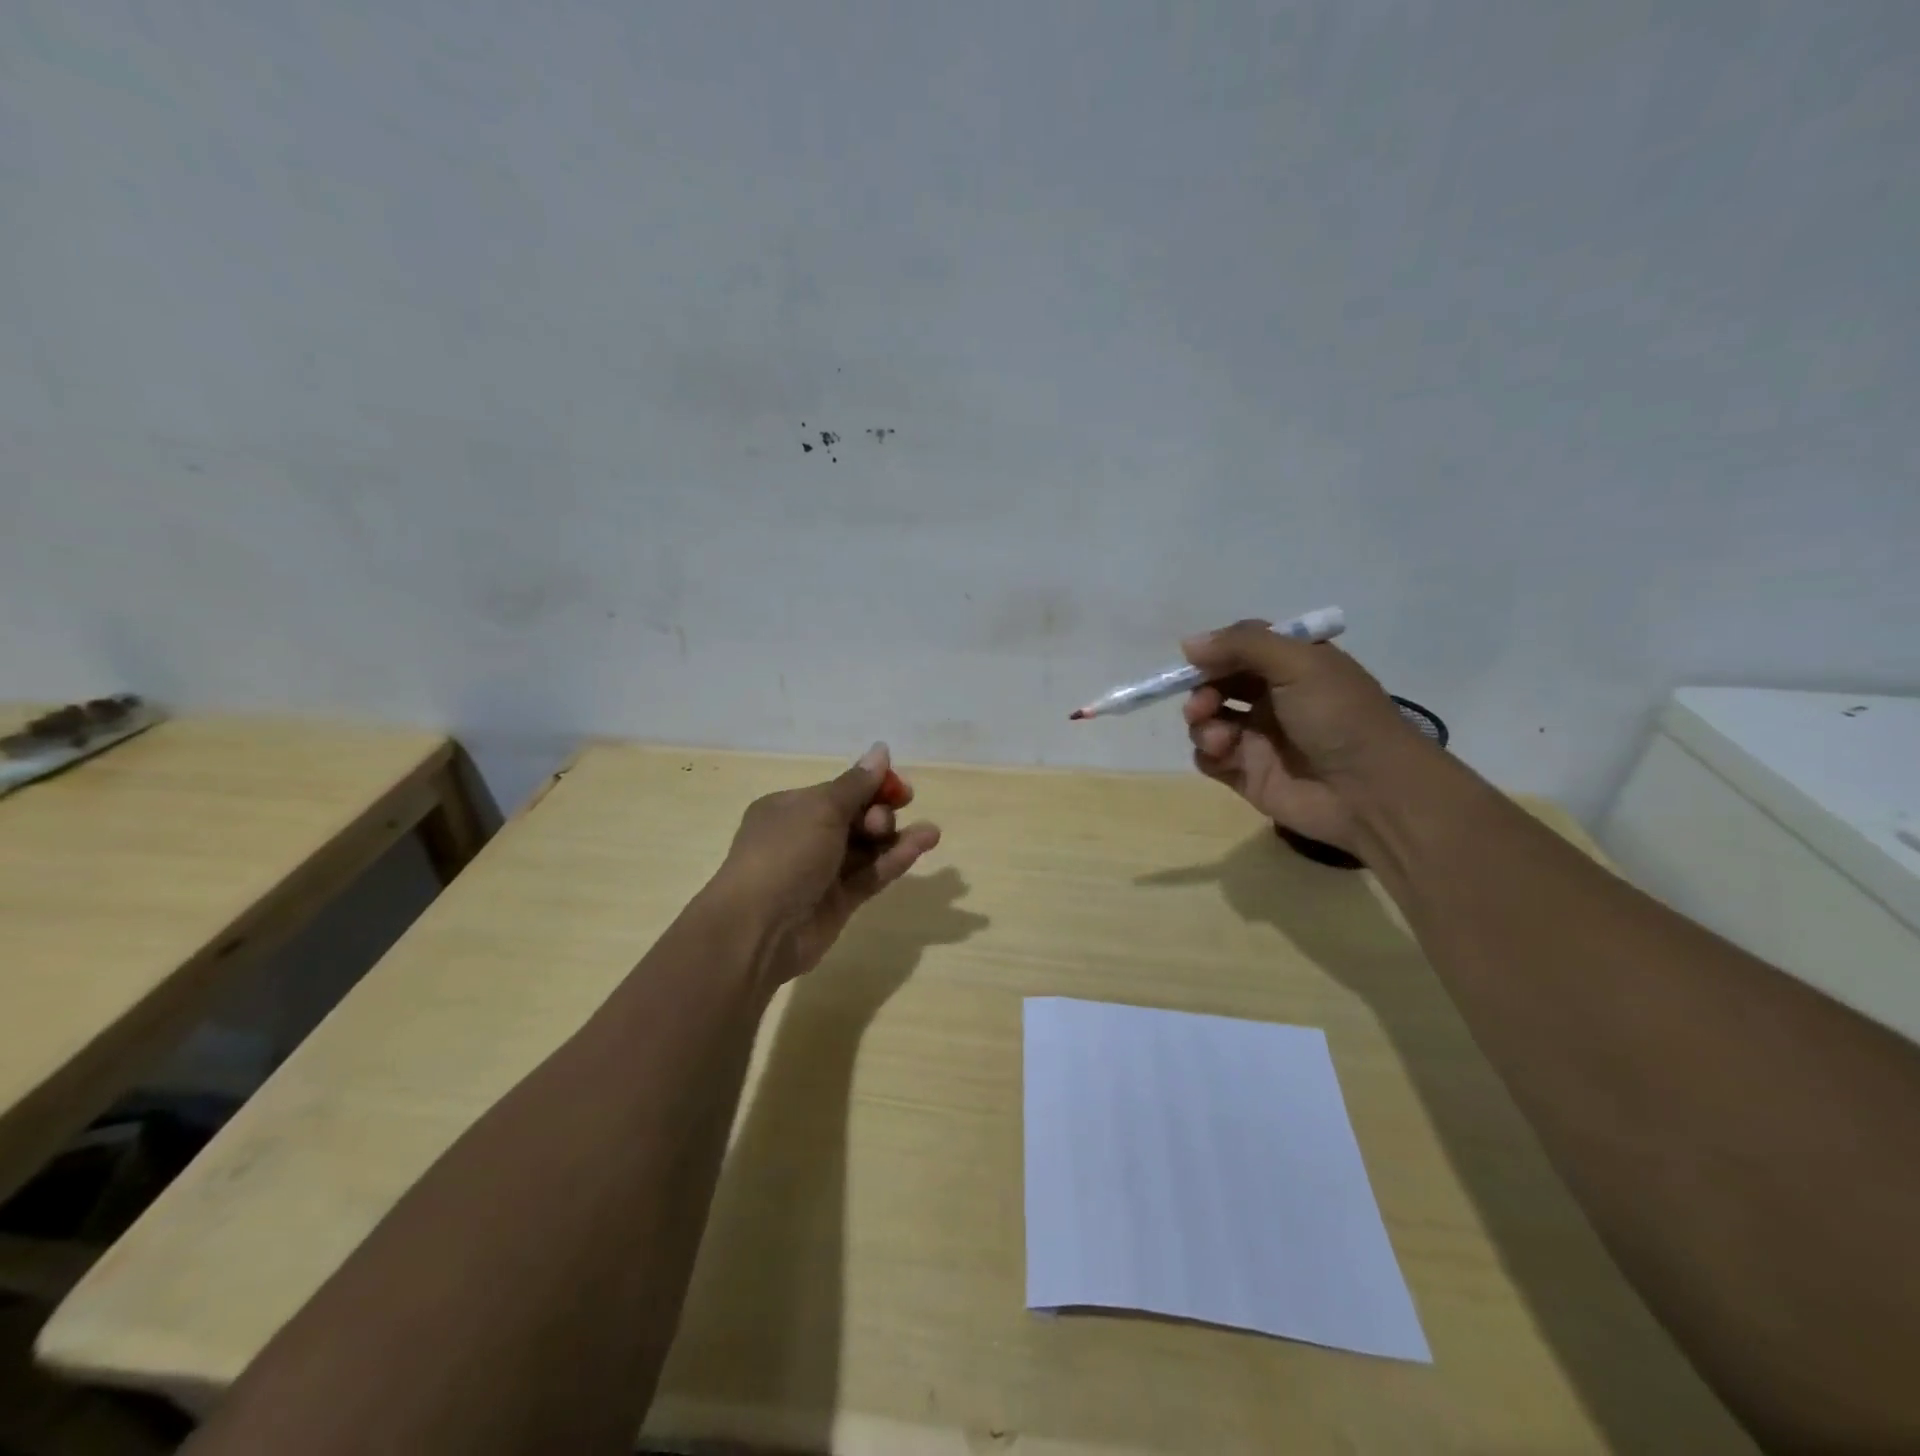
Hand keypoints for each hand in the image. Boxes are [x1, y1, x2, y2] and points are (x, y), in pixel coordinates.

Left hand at [708, 743, 941, 986]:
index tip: (899, 788)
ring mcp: (822, 871)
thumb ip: (857, 784)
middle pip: (856, 818)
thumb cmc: (784, 854)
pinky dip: (895, 860)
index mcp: (791, 808)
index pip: (839, 790)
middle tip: (883, 821)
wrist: (757, 929)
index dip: (871, 786)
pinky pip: (871, 874)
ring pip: (867, 848)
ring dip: (897, 837)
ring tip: (931, 833)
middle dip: (879, 813)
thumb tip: (881, 749)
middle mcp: (805, 836)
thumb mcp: (821, 809)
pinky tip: (923, 845)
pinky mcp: (839, 901)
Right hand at [1180, 620, 1431, 851]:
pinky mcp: (1248, 774)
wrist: (1369, 791)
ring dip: (1202, 723)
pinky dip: (1208, 753)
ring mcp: (1259, 738)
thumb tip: (1188, 644)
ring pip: (1208, 721)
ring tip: (1220, 738)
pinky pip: (1210, 758)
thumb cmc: (1338, 716)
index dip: (1216, 653)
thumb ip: (1242, 645)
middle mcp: (1274, 699)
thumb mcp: (1298, 663)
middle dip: (1202, 690)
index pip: (1241, 648)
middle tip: (1202, 706)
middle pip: (1218, 684)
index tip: (1197, 661)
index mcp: (1293, 666)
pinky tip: (1224, 755)